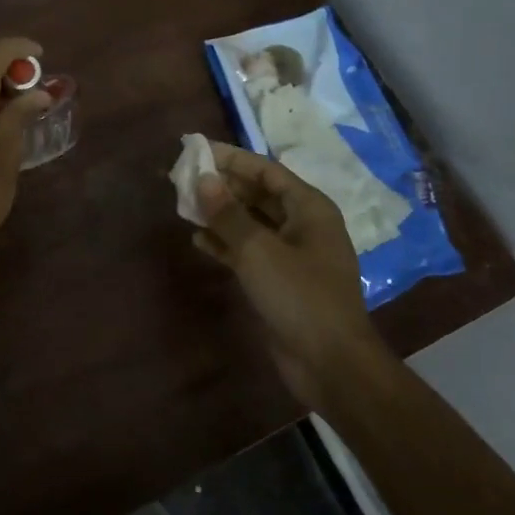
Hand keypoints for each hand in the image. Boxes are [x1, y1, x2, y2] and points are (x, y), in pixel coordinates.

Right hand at [193, 143, 378, 410]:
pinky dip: (226, 243)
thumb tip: (204, 180)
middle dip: (222, 186)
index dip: (231, 158)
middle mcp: (303, 225)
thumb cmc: (299, 296)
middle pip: (258, 194)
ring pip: (251, 223)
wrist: (330, 364)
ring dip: (220, 214)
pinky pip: (249, 251)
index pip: (265, 170)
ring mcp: (293, 255)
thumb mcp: (258, 250)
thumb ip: (228, 214)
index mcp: (309, 208)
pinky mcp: (280, 281)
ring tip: (185, 206)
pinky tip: (198, 240)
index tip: (196, 150)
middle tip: (184, 178)